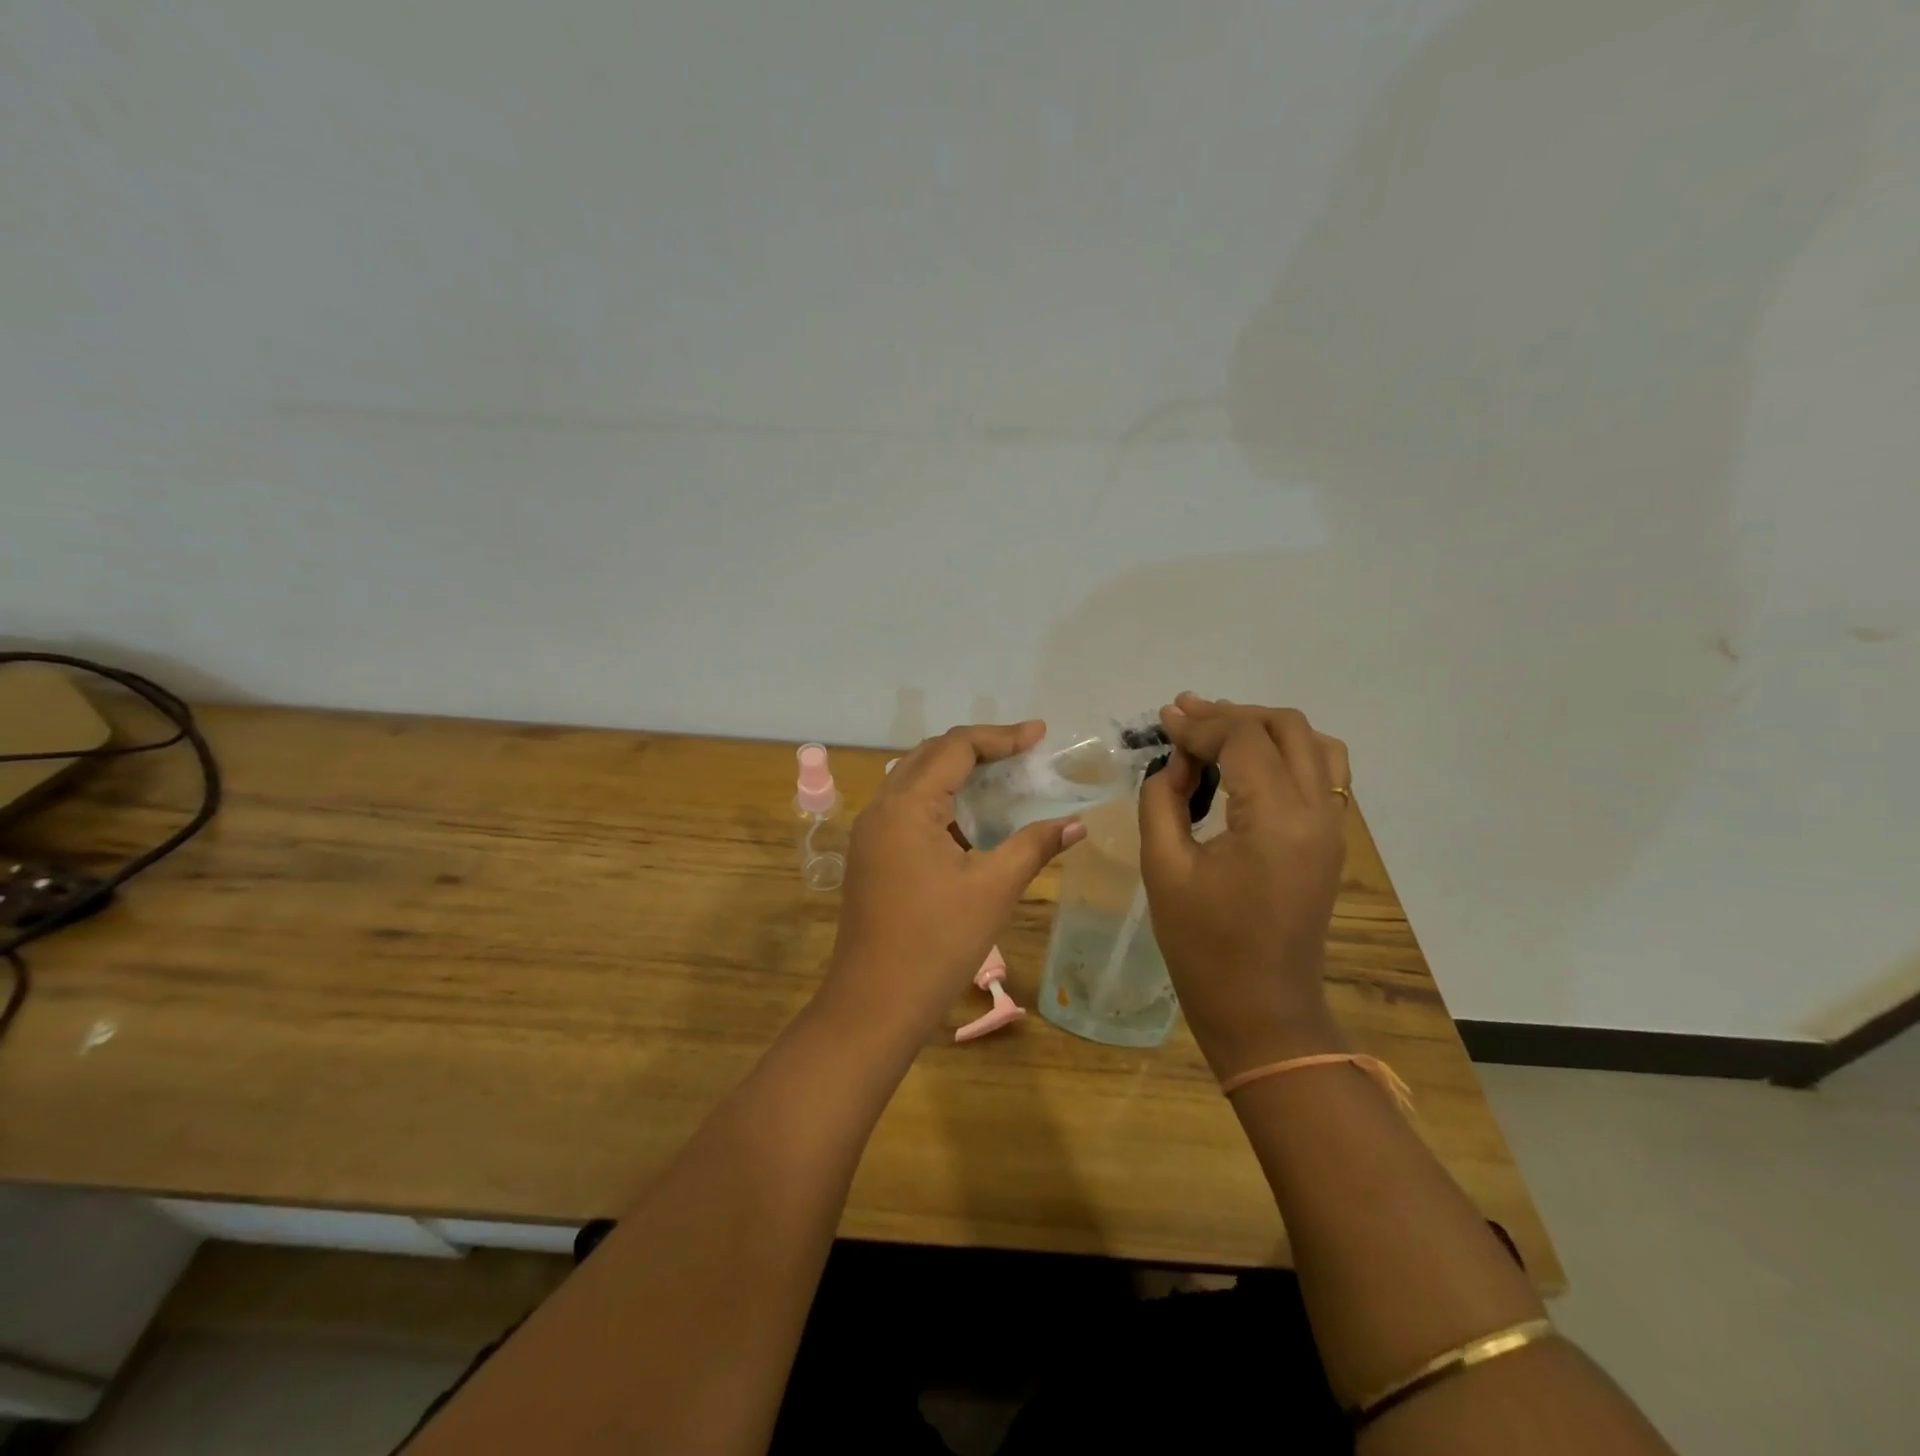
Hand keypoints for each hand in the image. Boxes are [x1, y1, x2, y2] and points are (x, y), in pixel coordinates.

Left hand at [822, 722, 1085, 1048]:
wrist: (874, 1005)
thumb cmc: (937, 943)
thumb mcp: (993, 889)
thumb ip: (1035, 846)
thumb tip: (1077, 824)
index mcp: (906, 805)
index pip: (955, 747)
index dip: (1001, 737)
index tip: (1040, 735)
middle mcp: (881, 808)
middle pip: (931, 756)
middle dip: (979, 748)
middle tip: (1024, 752)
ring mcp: (870, 833)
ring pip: (916, 781)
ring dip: (958, 772)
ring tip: (1003, 776)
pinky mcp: (871, 856)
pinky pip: (907, 809)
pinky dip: (942, 802)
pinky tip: (972, 819)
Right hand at [1138, 694, 1352, 1079]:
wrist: (1261, 1009)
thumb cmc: (1203, 945)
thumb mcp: (1163, 868)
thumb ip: (1162, 801)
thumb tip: (1174, 763)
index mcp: (1276, 819)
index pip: (1243, 739)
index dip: (1200, 722)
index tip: (1163, 718)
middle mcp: (1318, 812)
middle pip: (1285, 727)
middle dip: (1232, 714)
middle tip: (1185, 718)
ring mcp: (1333, 826)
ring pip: (1314, 743)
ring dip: (1265, 728)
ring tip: (1219, 732)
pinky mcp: (1332, 840)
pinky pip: (1324, 772)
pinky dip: (1287, 752)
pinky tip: (1250, 763)